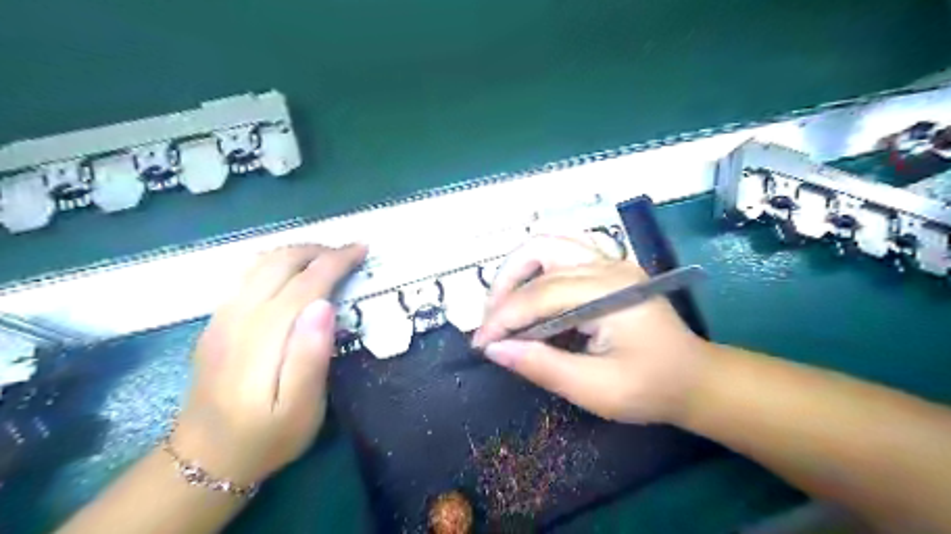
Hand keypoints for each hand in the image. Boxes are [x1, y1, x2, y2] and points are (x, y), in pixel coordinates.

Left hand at [171, 245, 365, 484]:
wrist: (204, 459)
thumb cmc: (267, 436)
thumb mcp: (301, 408)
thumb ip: (311, 356)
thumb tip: (325, 305)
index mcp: (265, 336)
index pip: (306, 282)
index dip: (336, 261)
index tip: (362, 249)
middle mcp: (239, 316)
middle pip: (279, 262)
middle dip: (318, 249)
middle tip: (349, 253)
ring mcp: (222, 317)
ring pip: (259, 263)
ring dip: (297, 252)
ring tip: (326, 258)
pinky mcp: (216, 323)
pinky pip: (247, 275)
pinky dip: (277, 263)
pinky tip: (292, 275)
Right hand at [474, 237, 704, 424]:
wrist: (695, 378)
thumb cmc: (651, 388)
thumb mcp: (595, 389)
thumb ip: (543, 366)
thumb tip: (495, 349)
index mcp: (608, 293)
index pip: (539, 295)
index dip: (503, 318)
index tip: (481, 344)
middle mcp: (608, 266)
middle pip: (539, 252)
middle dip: (505, 286)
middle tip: (492, 323)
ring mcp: (610, 261)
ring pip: (549, 244)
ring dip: (519, 270)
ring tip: (505, 306)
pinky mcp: (608, 267)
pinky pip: (562, 252)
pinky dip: (537, 268)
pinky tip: (531, 294)